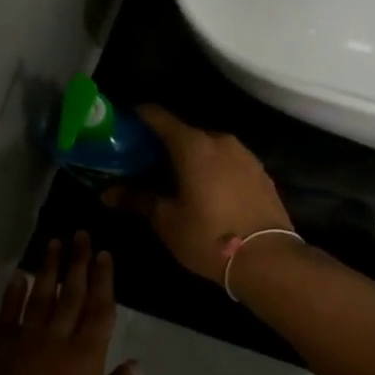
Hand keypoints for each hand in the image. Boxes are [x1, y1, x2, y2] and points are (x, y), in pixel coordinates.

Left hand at [0, 234, 139, 374]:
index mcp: (86, 359)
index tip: (105, 254)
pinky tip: (19, 276)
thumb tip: (135, 364)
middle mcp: (56, 342)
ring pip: (40, 297)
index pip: (99, 309)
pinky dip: (14, 294)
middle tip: (81, 234)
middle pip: (71, 294)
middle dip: (78, 262)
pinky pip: (8, 315)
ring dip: (49, 269)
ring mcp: (24, 345)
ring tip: (54, 243)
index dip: (103, 280)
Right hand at [105, 108, 293, 285]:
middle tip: (143, 164)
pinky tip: (205, 192)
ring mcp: (244, 154)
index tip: (122, 127)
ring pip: (208, 147)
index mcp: (192, 145)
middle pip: (183, 132)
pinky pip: (227, 161)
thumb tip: (106, 193)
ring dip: (189, 157)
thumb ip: (137, 200)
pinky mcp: (260, 172)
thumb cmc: (209, 236)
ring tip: (174, 180)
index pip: (158, 116)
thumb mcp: (167, 221)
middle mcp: (220, 140)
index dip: (137, 117)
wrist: (268, 259)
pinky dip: (212, 169)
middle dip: (162, 144)